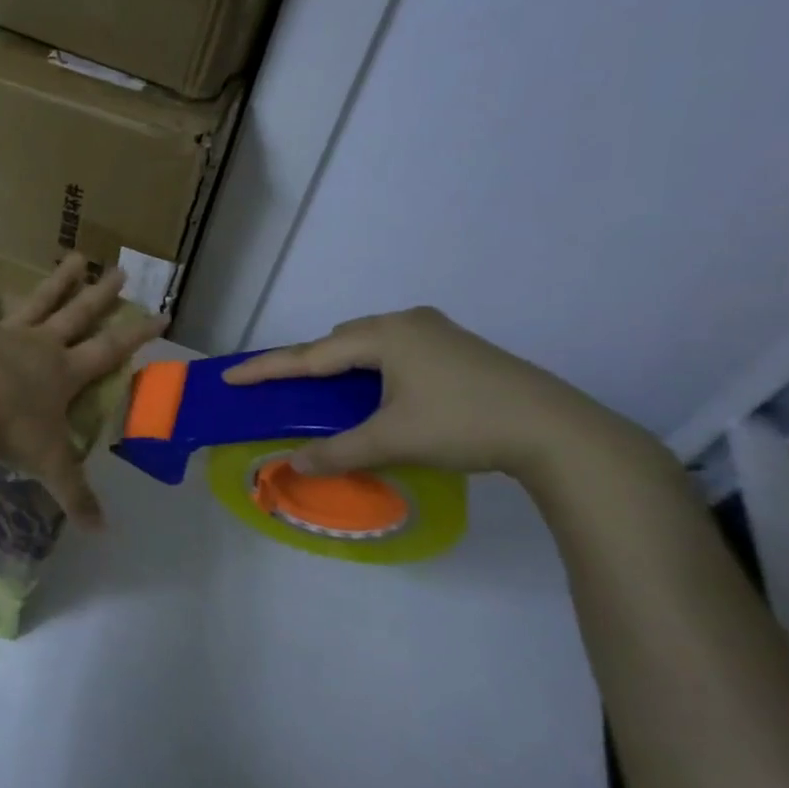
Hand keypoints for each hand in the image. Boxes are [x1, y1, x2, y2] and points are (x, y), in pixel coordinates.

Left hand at [0, 251, 165, 527]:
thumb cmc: (7, 429)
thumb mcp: (47, 464)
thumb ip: (75, 494)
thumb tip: (102, 531)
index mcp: (65, 372)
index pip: (111, 351)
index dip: (138, 334)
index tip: (162, 313)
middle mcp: (42, 345)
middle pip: (80, 316)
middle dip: (102, 296)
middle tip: (121, 271)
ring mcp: (7, 332)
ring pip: (40, 302)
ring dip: (59, 280)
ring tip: (77, 256)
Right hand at [224, 307, 642, 484]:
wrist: (557, 430)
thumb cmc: (464, 425)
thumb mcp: (393, 441)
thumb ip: (337, 452)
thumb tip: (293, 465)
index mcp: (384, 336)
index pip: (310, 355)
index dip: (267, 369)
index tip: (231, 376)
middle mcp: (406, 322)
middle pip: (339, 341)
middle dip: (309, 365)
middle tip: (287, 391)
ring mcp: (436, 330)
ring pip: (370, 343)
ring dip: (344, 365)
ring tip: (332, 396)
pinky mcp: (457, 346)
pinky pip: (396, 349)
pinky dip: (374, 367)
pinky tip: (380, 391)